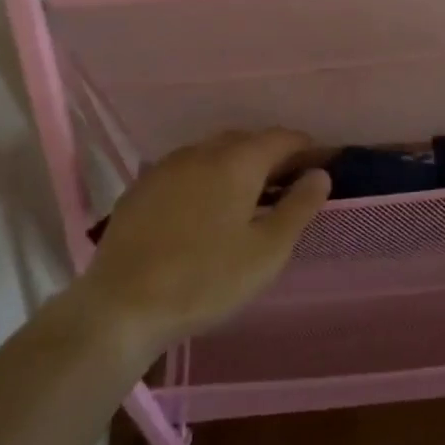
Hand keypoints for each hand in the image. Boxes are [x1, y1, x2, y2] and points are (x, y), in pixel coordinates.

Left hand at [81, 129, 330, 350]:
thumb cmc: (206, 280)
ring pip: (212, 153)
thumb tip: (320, 174)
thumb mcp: (267, 251)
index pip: (282, 138)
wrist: (122, 306)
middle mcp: (201, 152)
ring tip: (249, 196)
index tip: (322, 165)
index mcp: (237, 161)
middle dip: (271, 155)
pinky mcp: (141, 188)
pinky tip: (205, 208)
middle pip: (246, 140)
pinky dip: (206, 178)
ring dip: (237, 165)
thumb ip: (298, 207)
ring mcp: (166, 167)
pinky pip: (186, 170)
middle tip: (289, 184)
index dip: (306, 148)